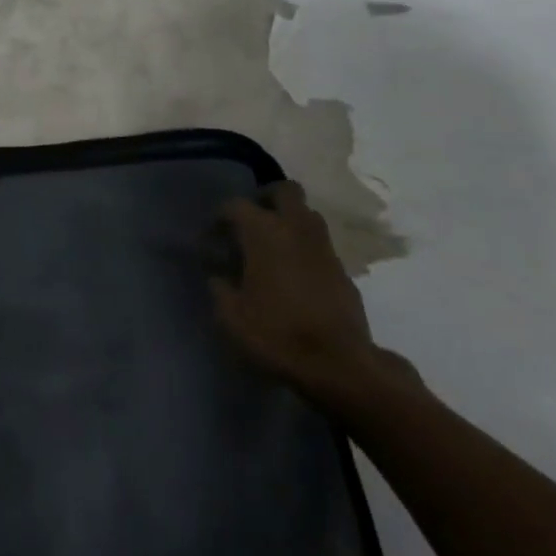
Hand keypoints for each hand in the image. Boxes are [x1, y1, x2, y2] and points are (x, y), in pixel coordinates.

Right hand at [210, 181, 416, 403]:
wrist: (339, 364)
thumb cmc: (278, 334)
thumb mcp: (232, 316)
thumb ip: (220, 288)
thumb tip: (217, 275)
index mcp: (263, 231)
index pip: (236, 205)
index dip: (220, 218)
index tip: (212, 237)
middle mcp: (295, 227)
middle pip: (285, 190)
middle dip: (267, 198)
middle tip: (253, 221)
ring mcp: (324, 246)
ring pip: (307, 214)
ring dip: (290, 221)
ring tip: (275, 246)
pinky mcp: (343, 269)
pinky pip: (320, 245)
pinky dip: (306, 249)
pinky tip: (297, 274)